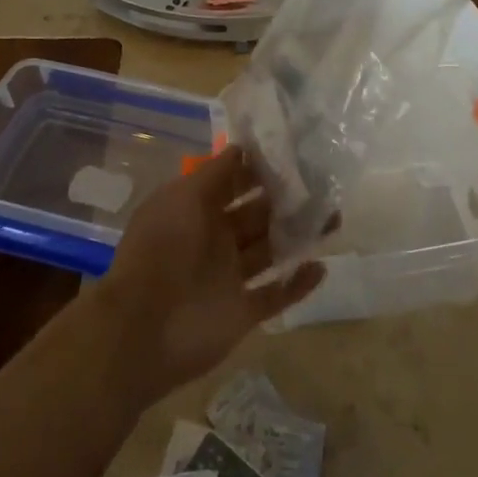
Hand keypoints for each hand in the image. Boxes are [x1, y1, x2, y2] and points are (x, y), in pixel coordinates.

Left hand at [97, 148, 324, 405]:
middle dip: (287, 200)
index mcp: (197, 210)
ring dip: (299, 236)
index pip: (233, 182)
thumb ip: (214, 173)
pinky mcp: (242, 312)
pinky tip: (322, 267)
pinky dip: (297, 284)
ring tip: (334, 219)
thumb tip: (241, 147)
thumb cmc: (163, 250)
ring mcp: (229, 277)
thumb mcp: (183, 197)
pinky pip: (275, 295)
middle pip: (257, 215)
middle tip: (324, 185)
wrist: (143, 329)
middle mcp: (215, 239)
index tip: (294, 154)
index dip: (260, 169)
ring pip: (271, 250)